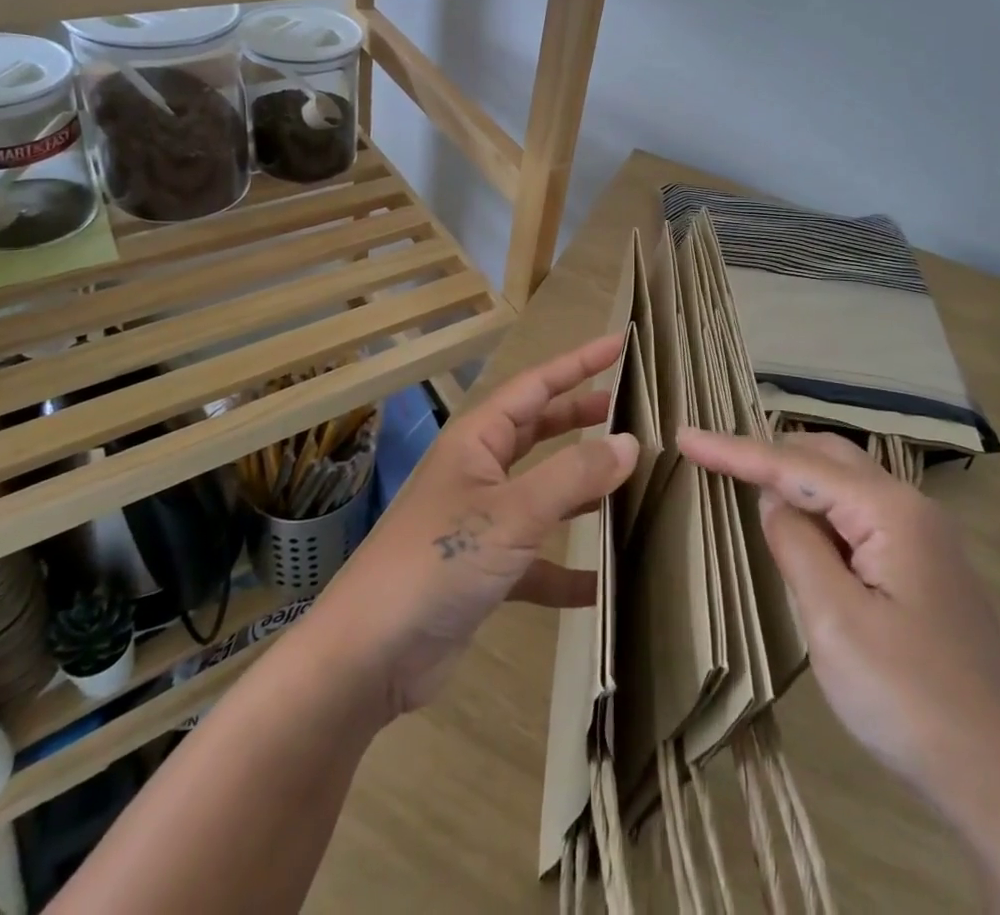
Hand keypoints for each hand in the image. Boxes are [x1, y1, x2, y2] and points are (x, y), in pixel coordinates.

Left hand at [310, 335, 638, 720]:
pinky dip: (566, 569)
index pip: (535, 386)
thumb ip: (573, 475)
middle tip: (629, 410)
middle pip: (538, 432)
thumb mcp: (512, 513)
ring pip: (542, 493)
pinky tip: (604, 585)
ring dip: (581, 489)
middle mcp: (479, 473)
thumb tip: (629, 442)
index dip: (578, 364)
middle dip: (580, 418)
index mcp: (478, 441)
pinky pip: (536, 561)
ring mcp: (480, 523)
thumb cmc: (439, 561)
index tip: (619, 345)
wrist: (369, 655)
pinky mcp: (484, 572)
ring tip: (630, 482)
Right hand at [677, 428, 999, 913]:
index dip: (735, 450)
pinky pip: (862, 517)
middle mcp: (913, 509)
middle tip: (713, 459)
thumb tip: (774, 500)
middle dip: (768, 453)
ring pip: (846, 485)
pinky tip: (803, 529)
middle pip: (826, 458)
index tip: (685, 436)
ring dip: (795, 479)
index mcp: (891, 512)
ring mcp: (927, 539)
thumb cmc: (913, 704)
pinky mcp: (929, 569)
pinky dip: (821, 511)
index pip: (796, 464)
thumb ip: (797, 546)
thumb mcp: (835, 624)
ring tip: (745, 483)